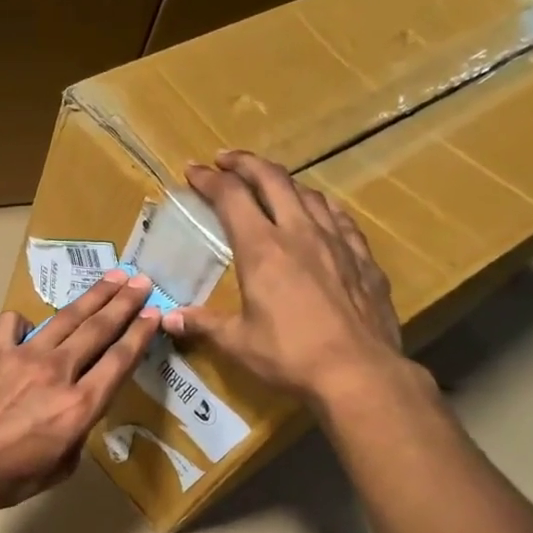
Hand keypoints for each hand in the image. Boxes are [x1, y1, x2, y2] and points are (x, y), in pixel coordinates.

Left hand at [0, 268, 160, 513]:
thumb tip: (75, 419)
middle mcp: (58, 372)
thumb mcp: (56, 471)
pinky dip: (22, 321)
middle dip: (124, 303)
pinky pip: (12, 326)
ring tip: (112, 277)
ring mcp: (24, 357)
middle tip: (141, 282)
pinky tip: (27, 320)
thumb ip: (75, 440)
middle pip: (98, 329)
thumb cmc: (4, 478)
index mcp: (78, 406)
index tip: (155, 315)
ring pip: (66, 319)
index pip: (119, 361)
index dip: (140, 335)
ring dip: (92, 296)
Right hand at [160, 151, 409, 414]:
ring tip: (270, 187)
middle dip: (246, 163)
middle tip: (227, 161)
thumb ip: (203, 324)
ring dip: (284, 183)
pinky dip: (320, 208)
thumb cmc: (289, 356)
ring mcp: (337, 242)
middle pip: (273, 179)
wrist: (358, 372)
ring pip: (309, 194)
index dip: (209, 180)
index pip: (231, 197)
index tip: (193, 171)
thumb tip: (168, 319)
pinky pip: (340, 218)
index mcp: (262, 249)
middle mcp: (300, 233)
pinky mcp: (363, 258)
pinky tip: (320, 215)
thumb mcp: (237, 342)